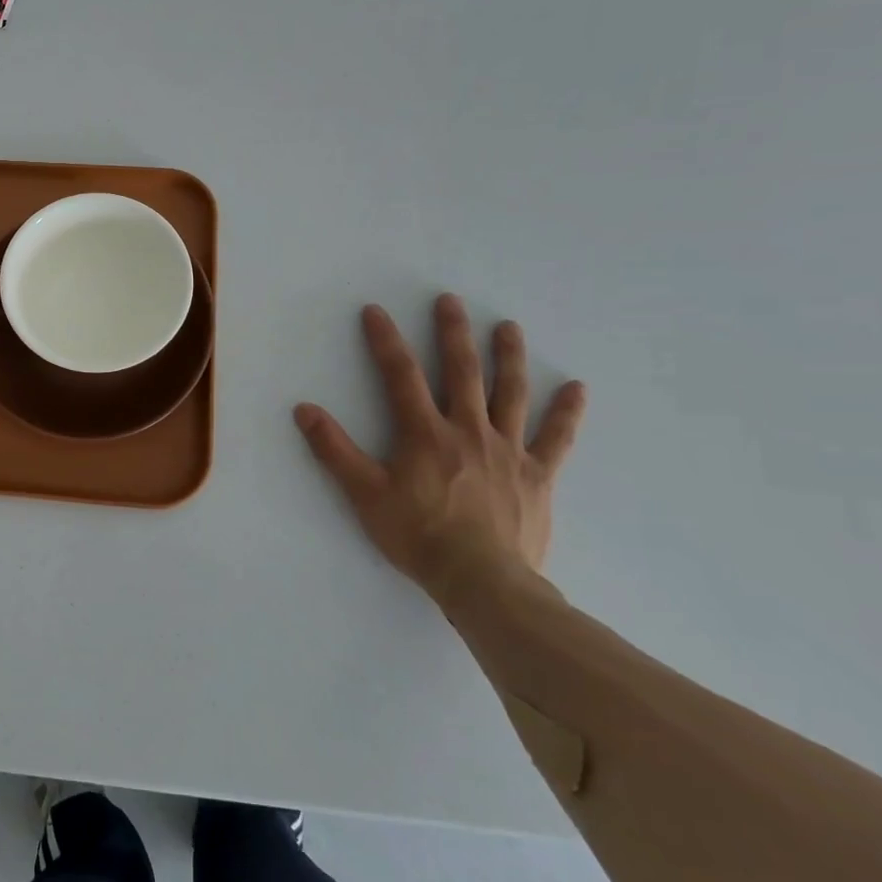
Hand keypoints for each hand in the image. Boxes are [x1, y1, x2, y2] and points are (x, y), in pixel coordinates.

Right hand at [294, 294, 586, 610]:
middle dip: (453, 333)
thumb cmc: (418, 535)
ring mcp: (508, 451)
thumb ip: (334, 450)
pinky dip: (566, 413)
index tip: (375, 311)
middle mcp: (468, 430)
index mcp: (425, 433)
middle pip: (462, 372)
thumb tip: (303, 410)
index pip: (401, 376)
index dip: (385, 341)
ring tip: (508, 326)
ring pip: (510, 394)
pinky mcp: (537, 475)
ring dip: (508, 357)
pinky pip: (555, 438)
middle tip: (450, 301)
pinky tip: (577, 389)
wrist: (482, 580)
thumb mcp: (364, 494)